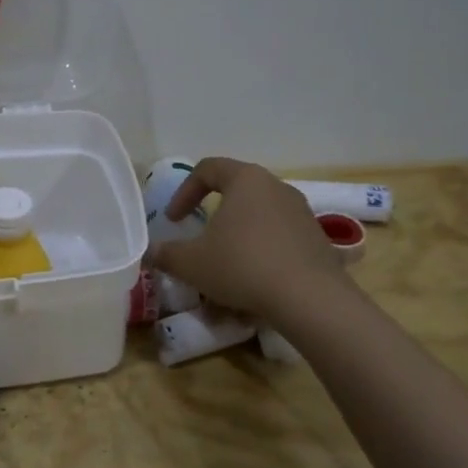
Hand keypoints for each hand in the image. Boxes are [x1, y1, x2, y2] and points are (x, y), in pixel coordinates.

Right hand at [147, 157, 343, 324]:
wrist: (310, 299)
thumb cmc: (243, 266)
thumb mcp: (191, 263)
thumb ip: (165, 254)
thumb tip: (150, 252)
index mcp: (245, 179)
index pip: (207, 169)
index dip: (184, 192)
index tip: (173, 220)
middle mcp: (276, 186)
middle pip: (237, 189)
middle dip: (214, 213)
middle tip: (200, 236)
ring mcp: (302, 211)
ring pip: (260, 215)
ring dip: (239, 234)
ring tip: (227, 263)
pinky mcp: (317, 238)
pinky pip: (280, 237)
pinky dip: (263, 251)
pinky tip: (255, 280)